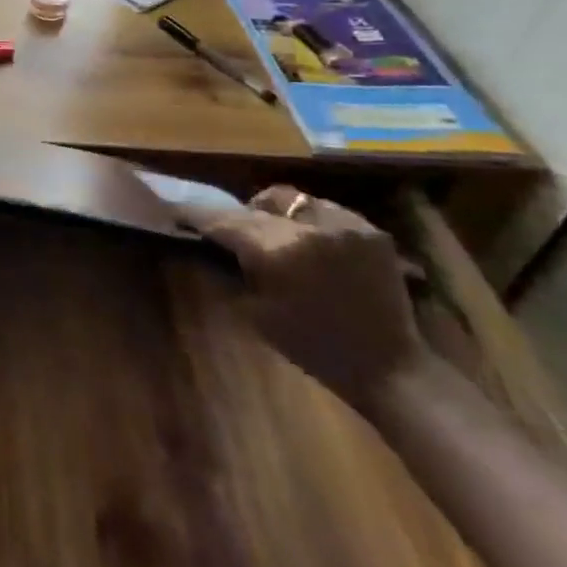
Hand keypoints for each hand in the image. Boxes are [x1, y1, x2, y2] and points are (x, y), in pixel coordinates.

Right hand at [196, 186, 426, 410]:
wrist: (388, 367)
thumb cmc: (312, 347)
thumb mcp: (254, 312)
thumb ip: (228, 270)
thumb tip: (203, 245)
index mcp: (277, 251)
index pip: (225, 220)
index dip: (198, 214)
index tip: (178, 211)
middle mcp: (309, 228)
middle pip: (256, 204)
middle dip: (237, 215)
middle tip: (228, 230)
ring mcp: (345, 224)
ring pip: (291, 199)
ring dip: (274, 212)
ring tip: (273, 234)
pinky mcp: (370, 230)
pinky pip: (324, 210)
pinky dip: (308, 221)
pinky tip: (310, 244)